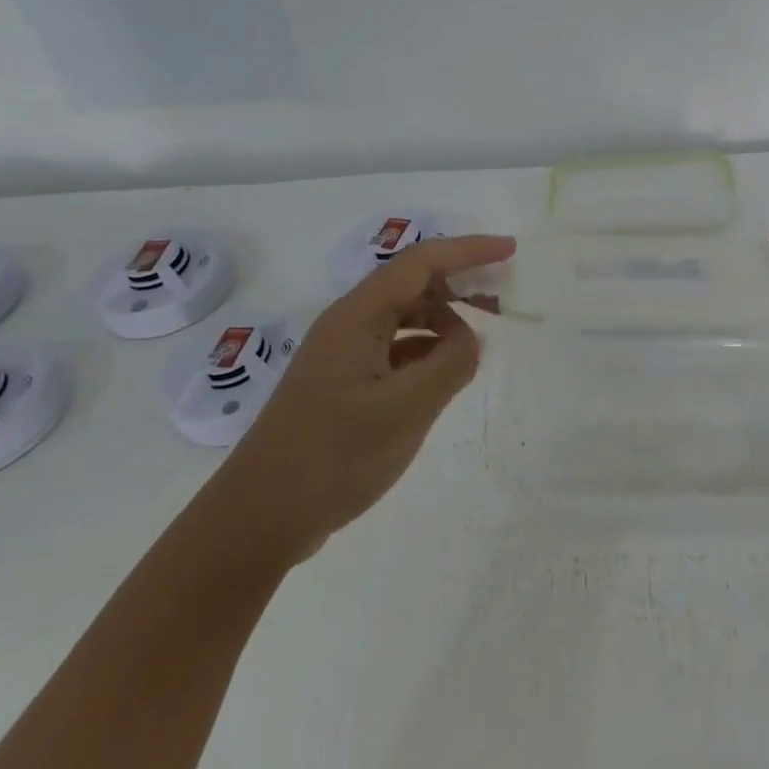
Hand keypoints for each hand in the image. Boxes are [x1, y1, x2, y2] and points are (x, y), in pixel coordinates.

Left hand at [199, 234, 515, 572]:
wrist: (259, 518)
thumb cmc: (334, 455)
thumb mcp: (406, 409)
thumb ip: (451, 364)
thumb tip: (472, 340)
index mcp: (358, 316)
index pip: (422, 262)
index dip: (469, 250)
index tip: (510, 250)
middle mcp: (349, 324)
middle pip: (412, 284)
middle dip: (460, 284)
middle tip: (503, 301)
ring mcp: (343, 355)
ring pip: (404, 318)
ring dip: (444, 321)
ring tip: (477, 346)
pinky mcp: (343, 384)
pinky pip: (395, 349)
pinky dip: (426, 352)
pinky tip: (445, 375)